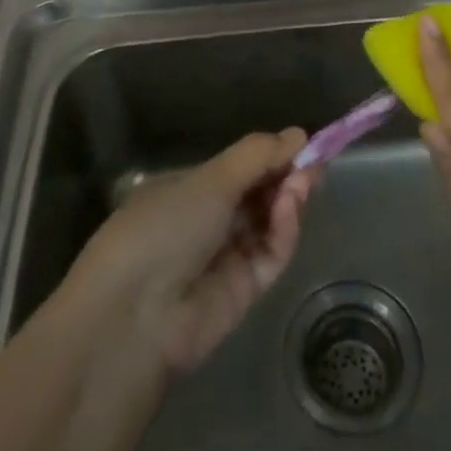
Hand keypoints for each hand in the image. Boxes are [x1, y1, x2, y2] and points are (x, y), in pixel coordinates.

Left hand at [67, 130, 318, 374]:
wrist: (136, 316)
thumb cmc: (164, 227)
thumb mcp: (209, 179)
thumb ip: (257, 156)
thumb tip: (298, 135)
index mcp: (189, 190)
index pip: (240, 168)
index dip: (272, 155)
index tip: (303, 142)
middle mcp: (208, 221)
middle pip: (259, 194)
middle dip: (287, 175)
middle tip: (315, 162)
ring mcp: (226, 257)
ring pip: (270, 222)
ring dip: (289, 198)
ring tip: (304, 181)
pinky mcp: (245, 291)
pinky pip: (271, 253)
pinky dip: (284, 230)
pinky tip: (290, 207)